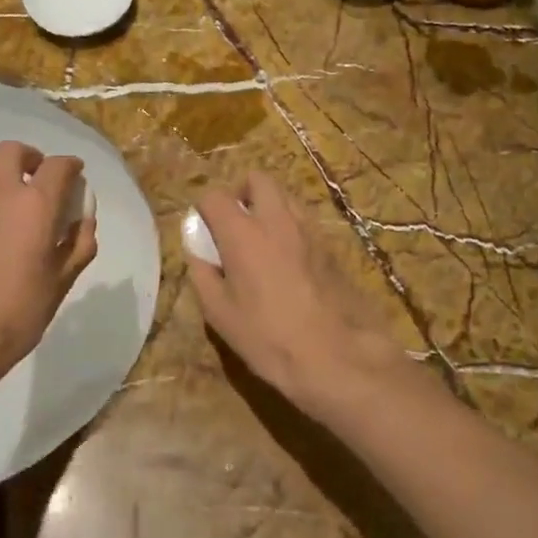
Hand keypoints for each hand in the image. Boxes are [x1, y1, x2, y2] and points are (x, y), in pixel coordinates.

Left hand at [0, 141, 98, 384]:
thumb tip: (84, 221)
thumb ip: (79, 244)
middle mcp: (2, 191)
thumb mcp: (62, 280)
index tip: (76, 175)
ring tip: (9, 191)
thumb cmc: (20, 308)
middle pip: (14, 151)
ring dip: (0, 169)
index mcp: (37, 204)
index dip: (71, 166)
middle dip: (32, 158)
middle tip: (40, 178)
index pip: (58, 166)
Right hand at [186, 173, 405, 419]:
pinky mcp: (331, 247)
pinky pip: (304, 221)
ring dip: (268, 207)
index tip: (203, 232)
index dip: (204, 209)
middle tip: (234, 224)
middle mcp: (277, 220)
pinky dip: (289, 227)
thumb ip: (203, 275)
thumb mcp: (220, 314)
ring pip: (285, 196)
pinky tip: (287, 262)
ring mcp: (309, 230)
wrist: (338, 357)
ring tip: (260, 241)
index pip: (215, 196)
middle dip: (241, 192)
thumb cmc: (269, 338)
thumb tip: (199, 254)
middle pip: (258, 179)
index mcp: (243, 233)